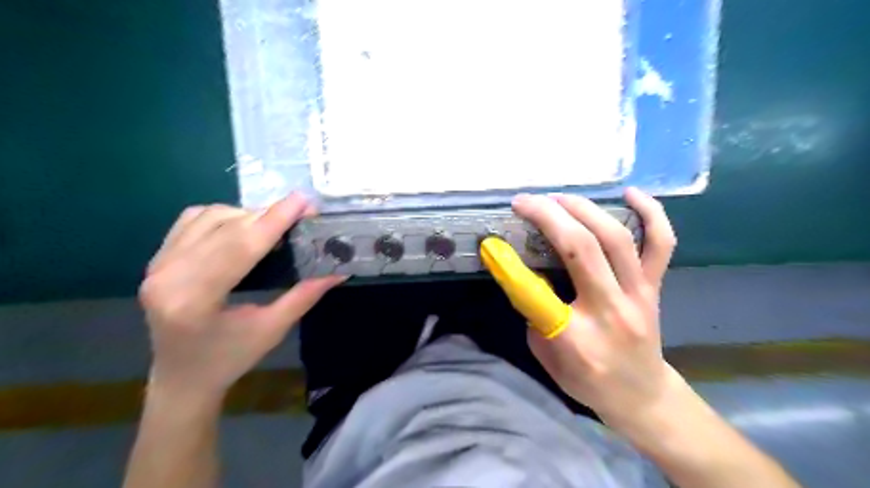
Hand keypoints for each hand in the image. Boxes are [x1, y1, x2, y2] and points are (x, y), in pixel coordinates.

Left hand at [138, 194, 342, 399]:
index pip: (240, 247)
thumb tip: (338, 269)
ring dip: (246, 213)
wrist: (181, 379)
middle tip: (300, 212)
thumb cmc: (229, 360)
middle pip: (224, 227)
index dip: (274, 220)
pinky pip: (191, 221)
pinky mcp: (157, 261)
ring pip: (207, 217)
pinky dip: (223, 216)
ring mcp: (157, 265)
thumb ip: (304, 295)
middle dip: (267, 214)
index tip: (302, 201)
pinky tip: (243, 225)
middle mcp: (167, 276)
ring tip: (274, 223)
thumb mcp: (272, 330)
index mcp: (194, 300)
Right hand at [512, 190, 682, 431]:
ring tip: (558, 197)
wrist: (642, 395)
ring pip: (615, 237)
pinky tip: (629, 192)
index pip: (536, 293)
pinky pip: (661, 243)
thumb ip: (535, 311)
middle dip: (547, 215)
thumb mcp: (545, 356)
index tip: (491, 244)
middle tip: (524, 201)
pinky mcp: (655, 286)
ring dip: (583, 208)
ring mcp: (638, 294)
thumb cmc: (587, 380)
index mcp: (575, 338)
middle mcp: (609, 310)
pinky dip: (651, 212)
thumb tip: (524, 271)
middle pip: (580, 249)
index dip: (509, 265)